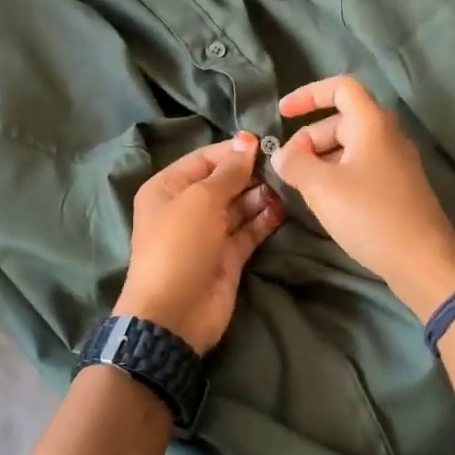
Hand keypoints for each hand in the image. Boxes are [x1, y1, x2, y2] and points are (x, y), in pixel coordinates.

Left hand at [114, 133, 282, 354]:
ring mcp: (207, 233)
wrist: (174, 313)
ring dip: (260, 196)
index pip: (204, 159)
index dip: (233, 150)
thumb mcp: (201, 200)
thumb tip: (247, 141)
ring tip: (286, 187)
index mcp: (167, 188)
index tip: (265, 143)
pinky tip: (283, 208)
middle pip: (223, 182)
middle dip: (250, 174)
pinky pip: (248, 230)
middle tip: (283, 166)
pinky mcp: (227, 256)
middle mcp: (186, 207)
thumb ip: (228, 172)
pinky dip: (264, 220)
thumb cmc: (180, 245)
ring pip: (238, 206)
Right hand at [273, 76, 454, 317]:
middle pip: (341, 120)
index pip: (340, 87)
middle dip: (309, 138)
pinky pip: (362, 167)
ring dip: (321, 159)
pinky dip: (338, 174)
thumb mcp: (321, 188)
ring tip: (301, 187)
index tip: (282, 114)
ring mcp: (397, 162)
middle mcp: (388, 135)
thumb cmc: (370, 215)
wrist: (423, 261)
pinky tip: (326, 201)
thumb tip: (282, 155)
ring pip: (350, 147)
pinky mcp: (399, 187)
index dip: (308, 95)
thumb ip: (294, 164)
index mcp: (372, 123)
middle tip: (288, 167)